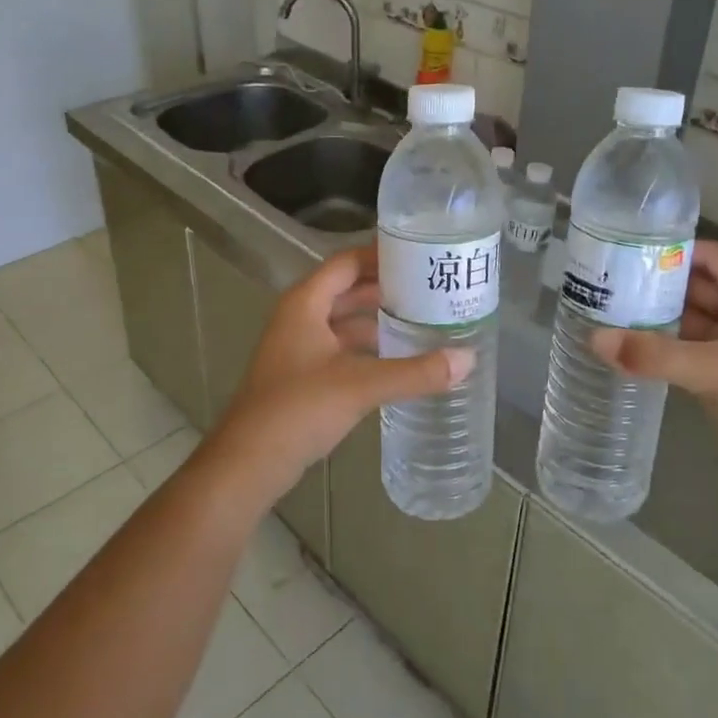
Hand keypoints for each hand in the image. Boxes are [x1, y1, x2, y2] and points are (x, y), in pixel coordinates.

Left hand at [211, 247, 473, 495]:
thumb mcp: (361, 385)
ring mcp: (299, 348)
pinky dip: (369, 348)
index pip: (347, 262)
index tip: (421, 255)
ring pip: (345, 322)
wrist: (249, 462)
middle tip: (432, 288)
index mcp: (305, 303)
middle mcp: (300, 317)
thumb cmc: (298, 408)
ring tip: (424, 320)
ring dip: (379, 320)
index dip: (381, 255)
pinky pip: (342, 349)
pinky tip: (399, 358)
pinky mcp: (304, 376)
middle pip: (348, 290)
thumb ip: (415, 372)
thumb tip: (468, 359)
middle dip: (387, 289)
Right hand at [589, 241, 717, 511]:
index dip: (672, 251)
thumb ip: (652, 354)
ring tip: (603, 311)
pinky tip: (625, 348)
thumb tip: (592, 339)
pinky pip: (688, 353)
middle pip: (698, 288)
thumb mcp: (714, 372)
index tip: (623, 252)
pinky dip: (661, 349)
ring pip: (691, 323)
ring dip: (654, 319)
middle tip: (603, 282)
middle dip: (655, 285)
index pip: (713, 257)